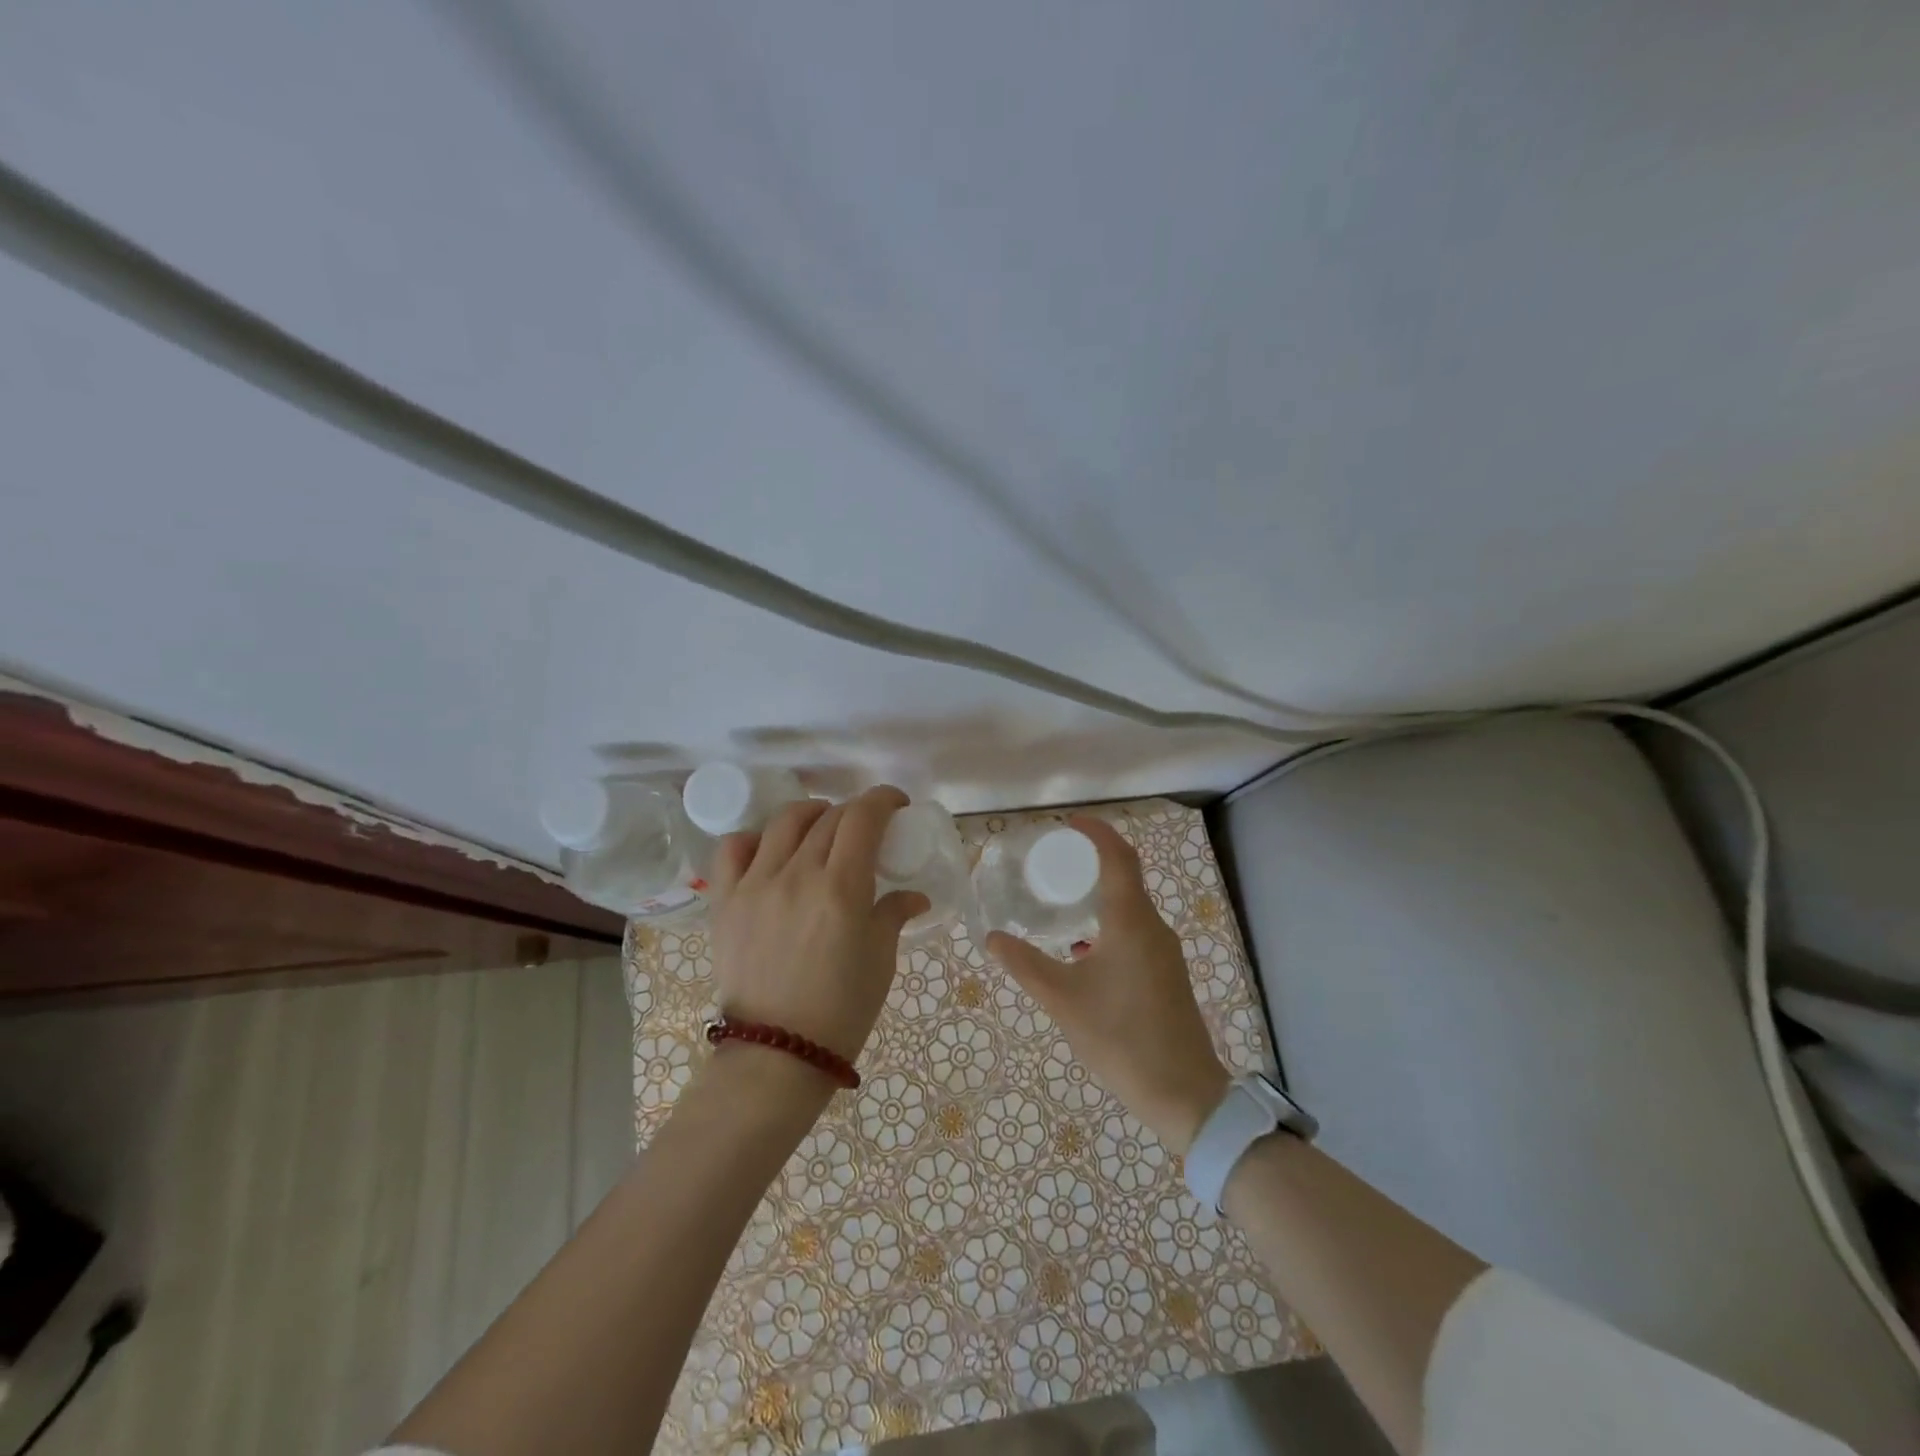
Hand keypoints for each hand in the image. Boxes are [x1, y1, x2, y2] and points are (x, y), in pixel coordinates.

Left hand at [708, 785, 928, 1065]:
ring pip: (784, 822)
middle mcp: (797, 874)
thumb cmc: (842, 1009)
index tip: (896, 805)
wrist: (777, 1054)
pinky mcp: (726, 901)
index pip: (863, 817)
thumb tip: (913, 896)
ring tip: (821, 828)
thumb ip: (894, 914)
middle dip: (855, 812)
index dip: (883, 799)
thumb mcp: (881, 960)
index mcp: (842, 887)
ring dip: (811, 814)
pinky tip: (770, 849)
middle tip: (866, 829)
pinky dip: (755, 838)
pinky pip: (734, 849)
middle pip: (829, 817)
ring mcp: (756, 884)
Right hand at [987, 815, 1229, 1153]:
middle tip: (1056, 859)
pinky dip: (1108, 921)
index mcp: (1131, 922)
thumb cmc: (1121, 1038)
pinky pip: (1135, 930)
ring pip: (1131, 906)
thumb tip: (992, 938)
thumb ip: (1025, 965)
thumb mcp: (1063, 1000)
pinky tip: (1082, 948)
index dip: (1097, 832)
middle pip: (1127, 876)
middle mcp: (1152, 927)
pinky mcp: (1165, 974)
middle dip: (1093, 860)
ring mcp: (1163, 952)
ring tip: (1063, 898)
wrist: (1184, 1093)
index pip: (1119, 857)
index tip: (1069, 824)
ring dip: (1100, 892)